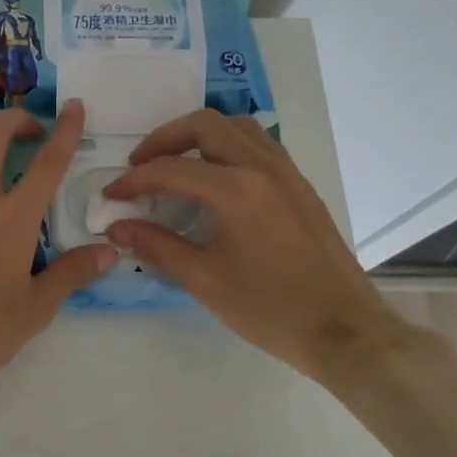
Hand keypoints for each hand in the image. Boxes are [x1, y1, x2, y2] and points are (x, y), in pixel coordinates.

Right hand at [102, 111, 418, 386]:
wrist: (345, 331)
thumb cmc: (270, 309)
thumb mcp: (204, 280)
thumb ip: (156, 246)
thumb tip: (117, 228)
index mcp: (235, 190)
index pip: (170, 169)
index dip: (133, 180)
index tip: (111, 196)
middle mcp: (261, 167)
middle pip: (204, 125)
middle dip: (164, 139)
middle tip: (141, 165)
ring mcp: (286, 172)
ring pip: (236, 127)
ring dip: (199, 135)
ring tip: (177, 163)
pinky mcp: (300, 185)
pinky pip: (258, 145)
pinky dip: (228, 146)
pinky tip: (216, 178)